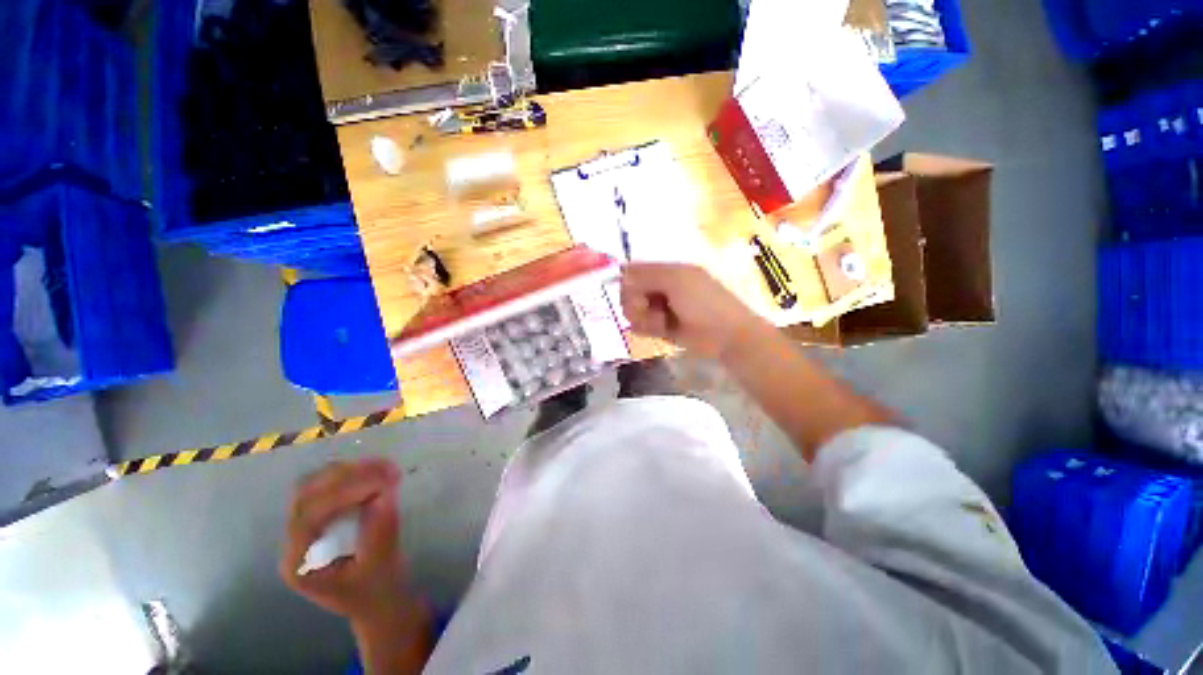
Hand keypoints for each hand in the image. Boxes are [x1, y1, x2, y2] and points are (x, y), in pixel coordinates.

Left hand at [279, 459, 417, 624]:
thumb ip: (381, 526)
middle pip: (306, 495)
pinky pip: (329, 487)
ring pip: (315, 485)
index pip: (308, 517)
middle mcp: (294, 542)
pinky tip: (377, 471)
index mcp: (299, 564)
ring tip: (385, 467)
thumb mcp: (382, 562)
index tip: (380, 482)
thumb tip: (386, 487)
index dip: (342, 494)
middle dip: (345, 477)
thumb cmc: (378, 590)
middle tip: (384, 468)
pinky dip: (353, 474)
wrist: (378, 602)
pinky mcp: (320, 518)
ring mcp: (304, 529)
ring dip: (350, 471)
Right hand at [620, 263, 768, 359]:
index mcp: (668, 271)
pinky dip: (647, 328)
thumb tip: (621, 272)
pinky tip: (660, 331)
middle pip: (630, 293)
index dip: (628, 282)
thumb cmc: (704, 302)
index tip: (632, 293)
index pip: (634, 272)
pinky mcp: (661, 328)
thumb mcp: (676, 280)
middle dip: (635, 302)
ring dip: (644, 317)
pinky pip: (641, 327)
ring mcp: (661, 309)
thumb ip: (647, 275)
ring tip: (661, 323)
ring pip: (634, 311)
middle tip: (647, 309)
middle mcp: (661, 288)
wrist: (726, 335)